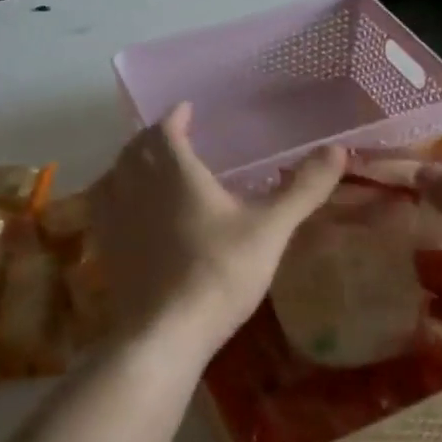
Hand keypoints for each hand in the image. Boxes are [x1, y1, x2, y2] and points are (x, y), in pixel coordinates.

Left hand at [90, 105, 345, 359]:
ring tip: (148, 165)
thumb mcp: (270, 229)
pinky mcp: (107, 248)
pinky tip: (129, 210)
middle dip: (153, 136)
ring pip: (115, 174)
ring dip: (131, 162)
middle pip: (136, 148)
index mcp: (174, 172)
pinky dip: (115, 193)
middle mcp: (137, 185)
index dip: (176, 116)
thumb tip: (338, 148)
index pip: (166, 129)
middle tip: (172, 136)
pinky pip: (104, 206)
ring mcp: (116, 217)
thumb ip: (302, 189)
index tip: (186, 109)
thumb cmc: (220, 272)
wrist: (165, 332)